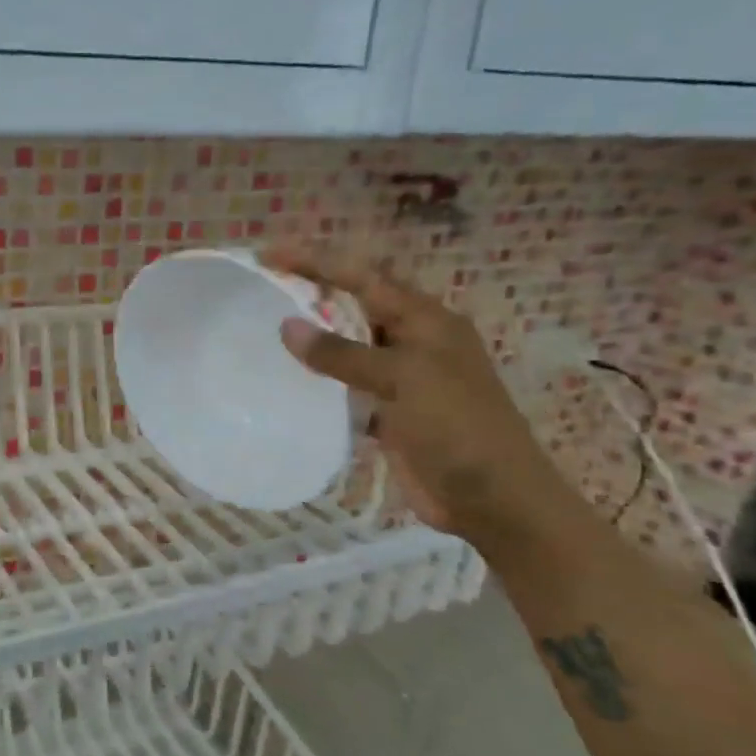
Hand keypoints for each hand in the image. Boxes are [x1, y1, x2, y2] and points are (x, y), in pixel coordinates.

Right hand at [263, 243, 565, 546]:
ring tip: (264, 329)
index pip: (363, 277)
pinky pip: (346, 386)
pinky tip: (288, 381)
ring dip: (313, 338)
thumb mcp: (402, 380)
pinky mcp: (388, 413)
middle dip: (311, 293)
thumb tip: (287, 326)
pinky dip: (320, 381)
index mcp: (425, 320)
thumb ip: (343, 353)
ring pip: (348, 347)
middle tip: (261, 288)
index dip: (316, 262)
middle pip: (353, 306)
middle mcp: (412, 341)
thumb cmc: (456, 427)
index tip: (270, 255)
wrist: (494, 500)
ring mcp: (401, 379)